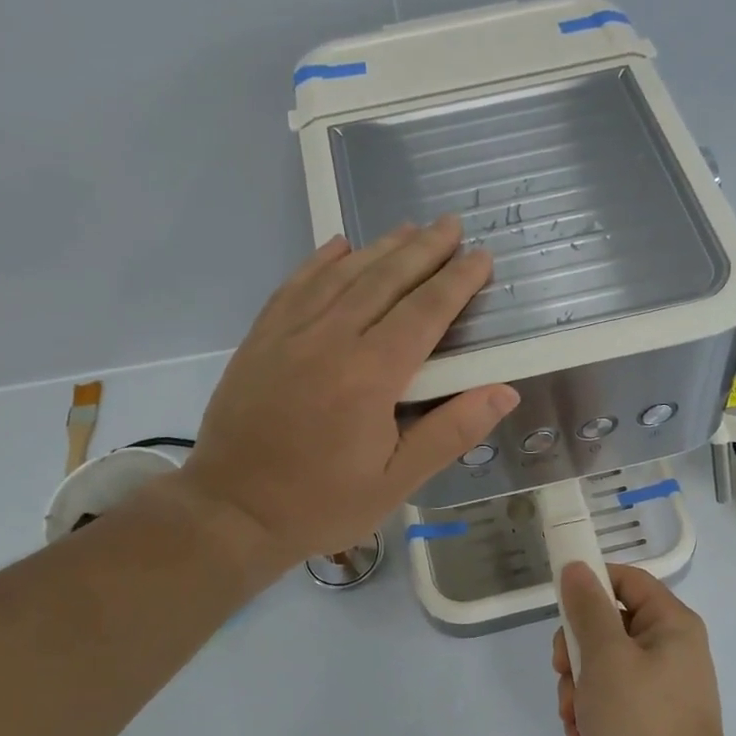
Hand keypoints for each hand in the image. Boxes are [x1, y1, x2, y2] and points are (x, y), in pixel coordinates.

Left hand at [169, 216, 518, 572]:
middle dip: (424, 250)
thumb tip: (504, 391)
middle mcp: (330, 339)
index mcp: (370, 375)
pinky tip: (340, 245)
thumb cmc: (321, 504)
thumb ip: (450, 432)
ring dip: (381, 247)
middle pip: (386, 280)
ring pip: (343, 275)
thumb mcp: (396, 482)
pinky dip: (322, 260)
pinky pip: (296, 284)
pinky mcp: (260, 338)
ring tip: (410, 228)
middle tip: (452, 224)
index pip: (424, 312)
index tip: (481, 257)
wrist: (231, 512)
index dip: (457, 281)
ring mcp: (289, 333)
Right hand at [553, 563, 735, 735]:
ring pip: (603, 665)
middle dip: (576, 652)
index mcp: (670, 623)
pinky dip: (592, 712)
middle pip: (608, 625)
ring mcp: (661, 684)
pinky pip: (612, 698)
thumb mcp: (605, 655)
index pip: (627, 580)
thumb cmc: (641, 717)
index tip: (560, 604)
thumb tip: (576, 567)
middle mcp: (670, 647)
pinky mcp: (651, 716)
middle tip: (563, 672)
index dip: (591, 584)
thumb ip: (587, 608)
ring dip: (579, 688)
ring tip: (573, 716)